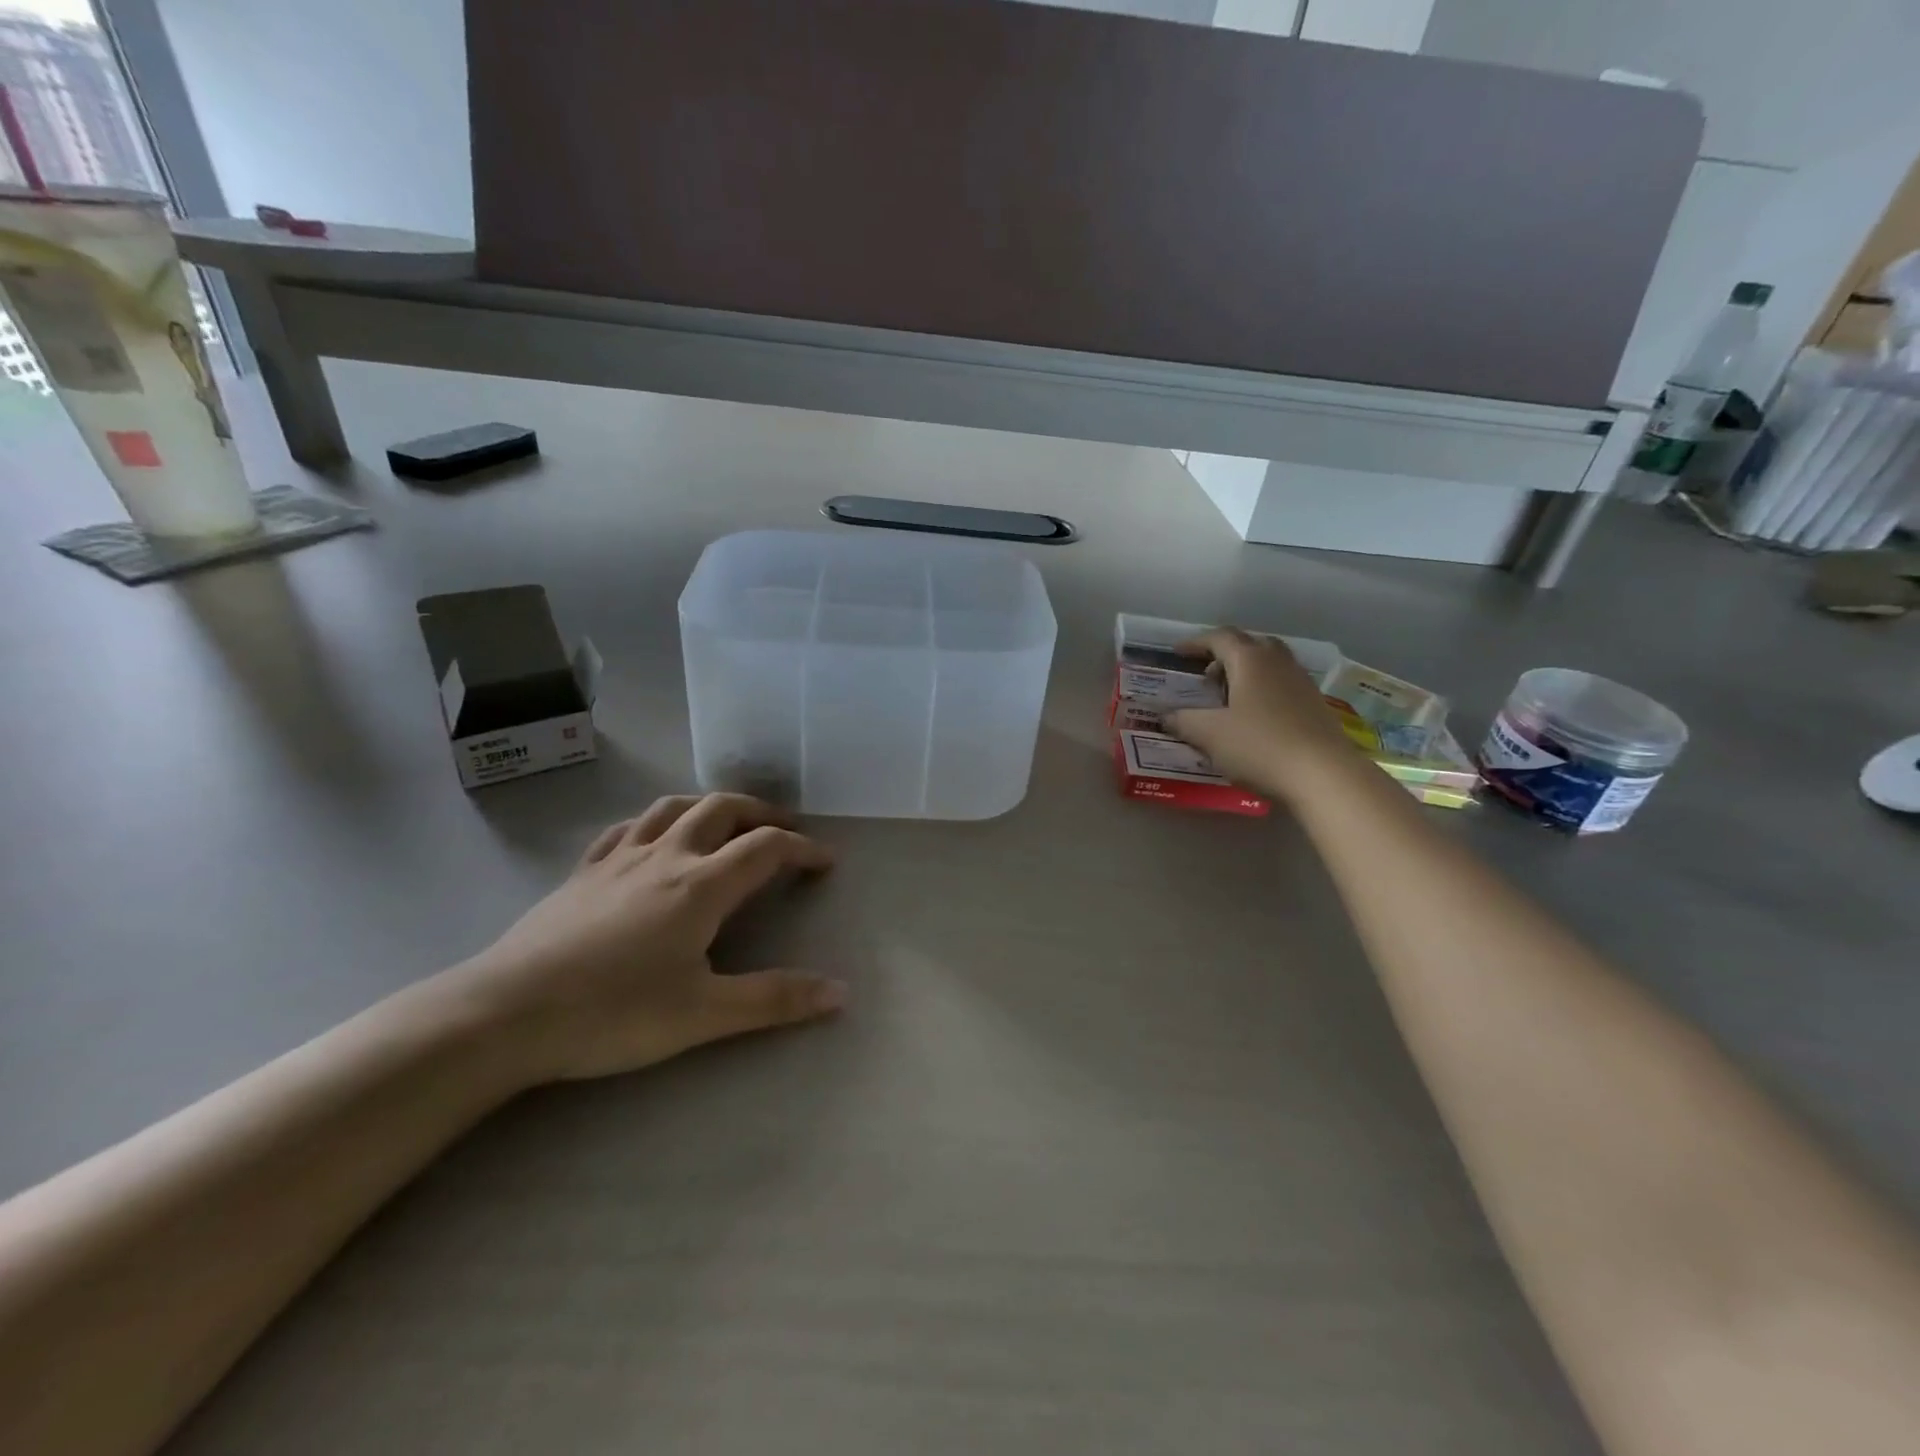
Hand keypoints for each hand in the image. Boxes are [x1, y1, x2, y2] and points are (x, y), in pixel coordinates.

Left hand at [440, 794, 843, 1085]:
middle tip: (784, 829)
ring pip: (673, 807)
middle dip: (762, 812)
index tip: (826, 860)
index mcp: (701, 885)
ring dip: (710, 805)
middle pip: (722, 809)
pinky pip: (626, 827)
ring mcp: (619, 859)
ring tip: (727, 822)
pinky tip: (654, 836)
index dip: (802, 847)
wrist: (506, 1013)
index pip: (766, 847)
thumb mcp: (703, 1014)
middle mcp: (666, 857)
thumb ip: (774, 1000)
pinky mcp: (582, 871)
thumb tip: (841, 993)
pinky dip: (656, 821)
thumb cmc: (613, 1013)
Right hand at [1167, 628, 1357, 800]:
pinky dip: (1263, 689)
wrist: (1323, 775)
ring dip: (1246, 671)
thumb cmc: (1259, 746)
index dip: (1195, 643)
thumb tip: (1165, 716)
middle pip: (1250, 644)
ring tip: (1229, 696)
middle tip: (1206, 675)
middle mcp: (1278, 662)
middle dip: (1225, 653)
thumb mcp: (1209, 735)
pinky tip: (1255, 717)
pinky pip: (1283, 684)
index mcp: (1250, 660)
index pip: (1219, 638)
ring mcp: (1302, 682)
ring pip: (1270, 663)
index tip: (1177, 653)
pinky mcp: (1316, 705)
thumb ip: (1183, 721)